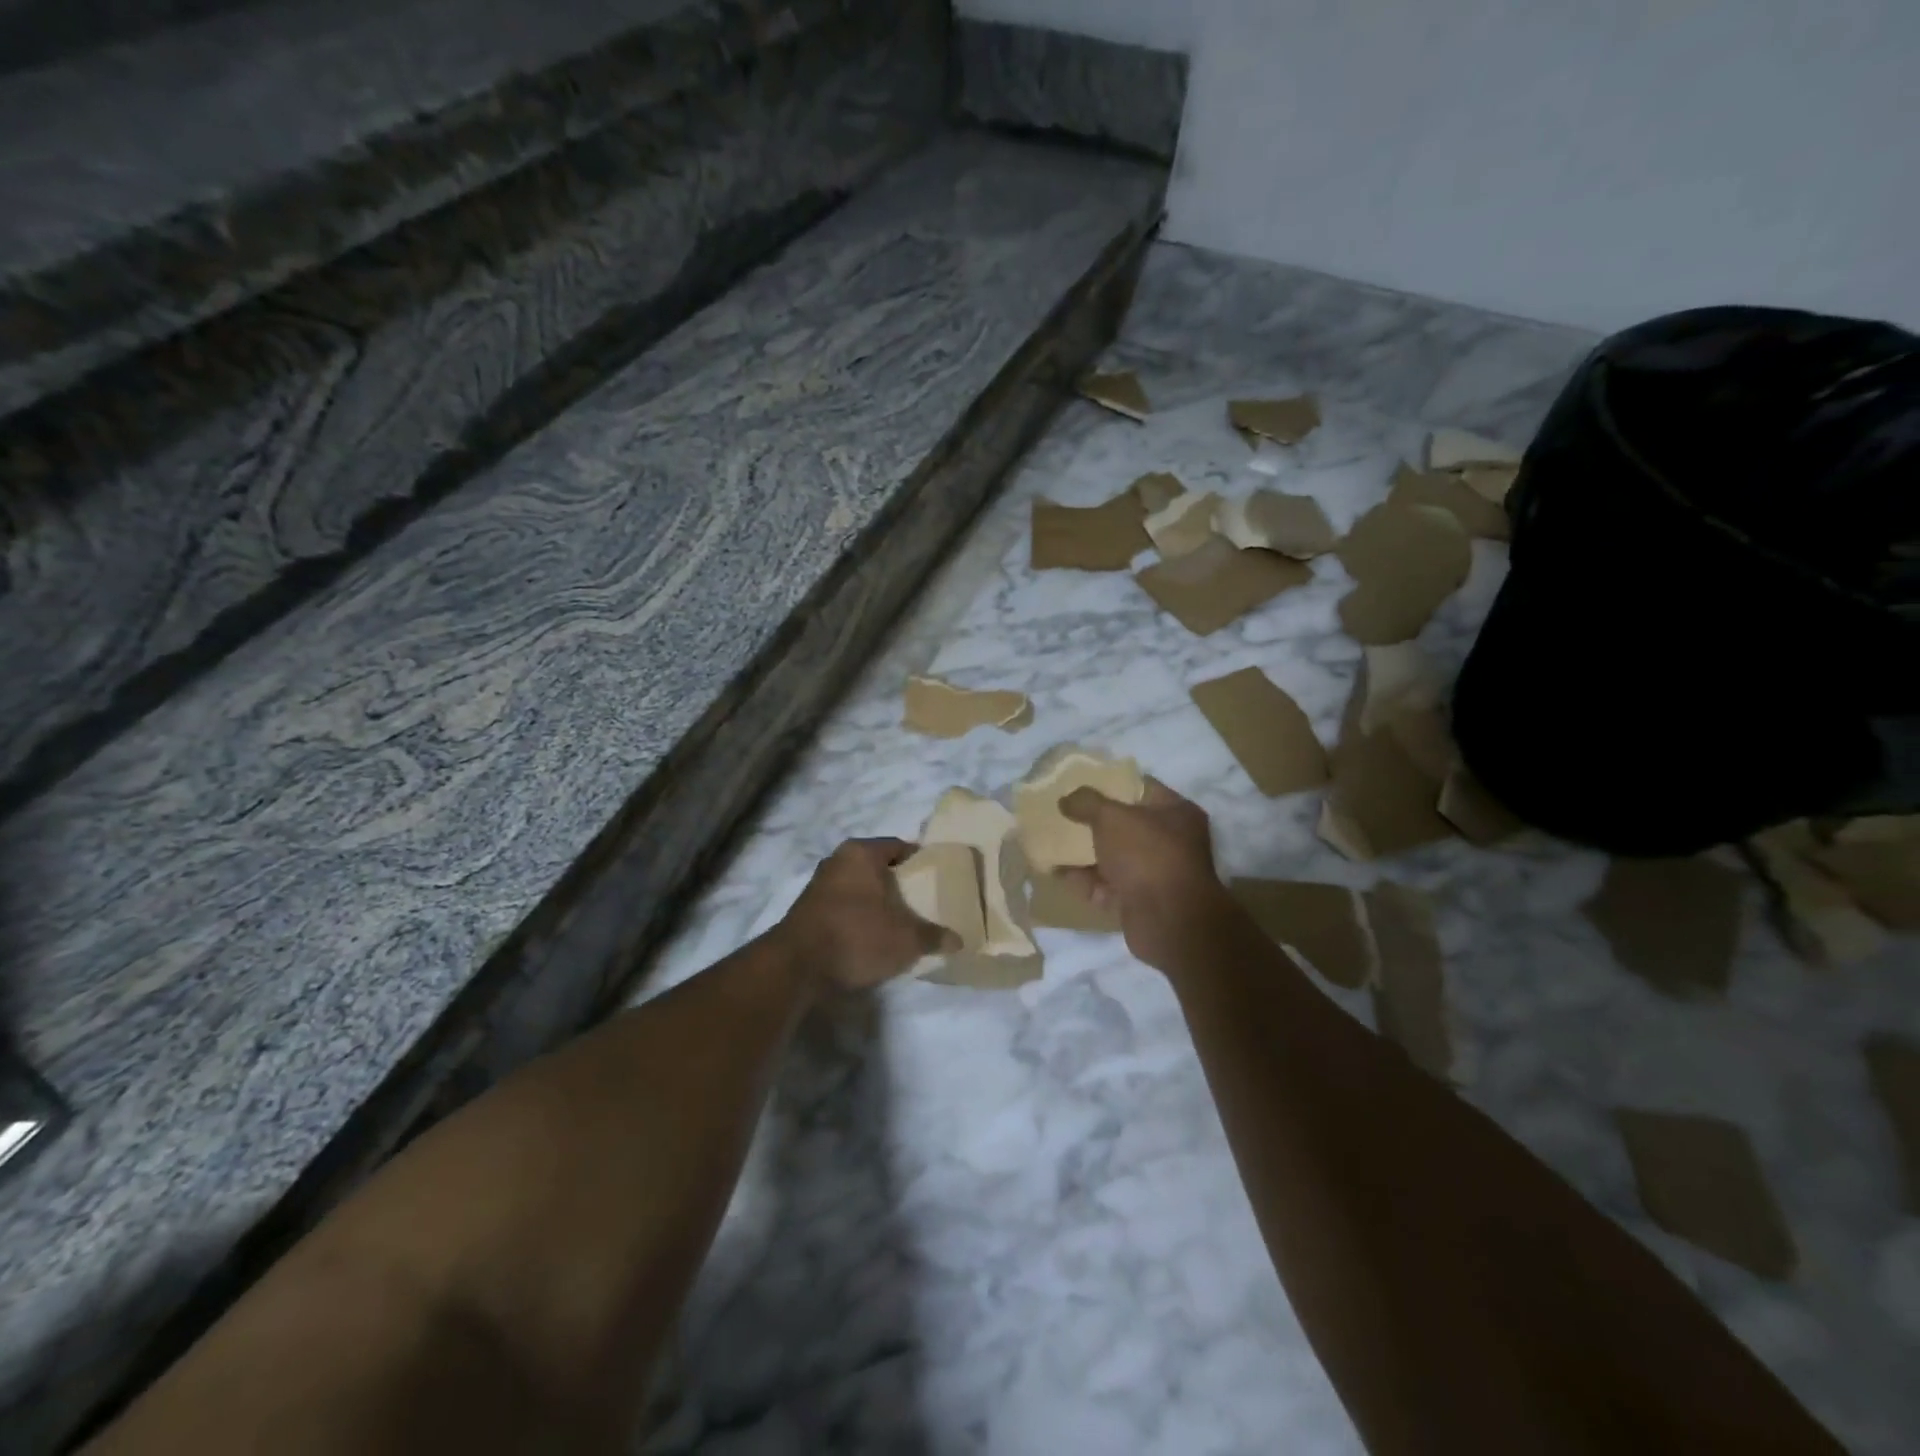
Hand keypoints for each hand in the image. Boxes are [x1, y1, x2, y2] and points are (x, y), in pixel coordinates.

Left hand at [779, 838, 953, 992]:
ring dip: (876, 903)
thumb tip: (958, 941)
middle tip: (921, 904)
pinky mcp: (808, 910)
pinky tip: (872, 937)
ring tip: (899, 924)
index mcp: (862, 852)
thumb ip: (933, 936)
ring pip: (858, 887)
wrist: (798, 966)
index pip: (899, 847)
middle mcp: (837, 860)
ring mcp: (818, 885)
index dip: (920, 862)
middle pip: (877, 867)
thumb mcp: (906, 939)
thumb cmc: (858, 935)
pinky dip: (858, 917)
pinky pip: (843, 906)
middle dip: (897, 885)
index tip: (936, 879)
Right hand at [1058, 779, 1232, 970]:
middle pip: (1124, 825)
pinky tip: (1056, 873)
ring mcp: (1155, 874)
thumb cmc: (1146, 855)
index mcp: (1175, 812)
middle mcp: (1170, 841)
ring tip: (1050, 843)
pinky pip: (1107, 886)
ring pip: (1113, 857)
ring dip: (1084, 853)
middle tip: (1062, 813)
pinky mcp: (1139, 902)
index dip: (1110, 783)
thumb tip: (1066, 799)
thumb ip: (1086, 802)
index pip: (1141, 788)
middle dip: (1092, 821)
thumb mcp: (1111, 817)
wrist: (1168, 921)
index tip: (1080, 782)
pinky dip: (1085, 881)